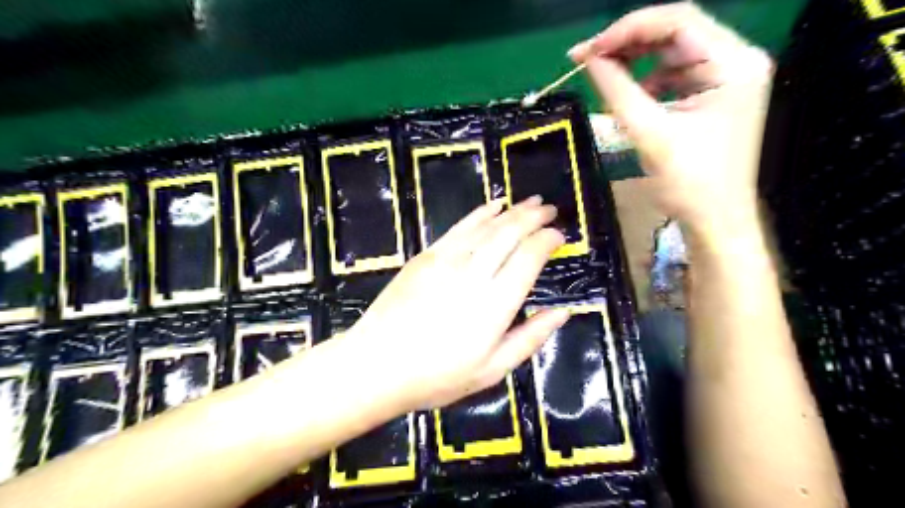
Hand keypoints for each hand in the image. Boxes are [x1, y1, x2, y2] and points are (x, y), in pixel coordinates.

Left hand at [346, 197, 562, 410]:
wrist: (376, 365)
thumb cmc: (437, 376)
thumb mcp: (492, 370)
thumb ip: (531, 338)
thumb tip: (563, 312)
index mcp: (495, 304)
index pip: (529, 257)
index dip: (548, 240)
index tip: (560, 236)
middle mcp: (474, 273)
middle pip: (510, 233)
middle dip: (534, 217)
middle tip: (550, 209)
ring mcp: (446, 260)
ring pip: (487, 225)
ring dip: (512, 210)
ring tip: (530, 202)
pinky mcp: (426, 256)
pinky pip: (459, 227)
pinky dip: (480, 213)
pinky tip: (494, 206)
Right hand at [572, 3, 769, 242]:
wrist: (715, 220)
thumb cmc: (688, 183)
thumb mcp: (649, 133)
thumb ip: (617, 89)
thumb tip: (589, 58)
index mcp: (733, 64)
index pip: (678, 21)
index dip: (627, 29)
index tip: (588, 50)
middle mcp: (736, 60)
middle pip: (676, 32)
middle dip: (629, 43)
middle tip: (588, 58)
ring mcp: (726, 77)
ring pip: (673, 52)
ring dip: (636, 62)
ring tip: (604, 77)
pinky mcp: (714, 95)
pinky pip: (675, 75)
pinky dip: (648, 81)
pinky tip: (629, 96)